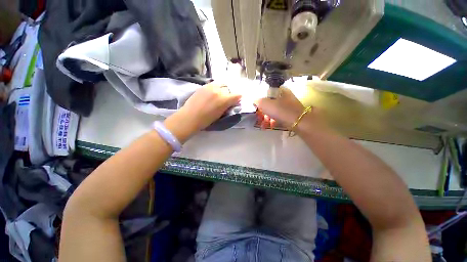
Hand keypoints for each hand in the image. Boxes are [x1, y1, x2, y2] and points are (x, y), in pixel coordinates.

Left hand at [164, 82, 240, 141]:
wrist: (190, 117)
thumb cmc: (206, 120)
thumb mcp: (220, 114)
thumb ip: (228, 106)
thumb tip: (232, 103)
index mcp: (224, 99)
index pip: (237, 95)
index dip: (238, 98)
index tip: (237, 101)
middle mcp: (218, 90)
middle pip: (229, 88)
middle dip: (230, 94)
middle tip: (227, 99)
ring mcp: (210, 87)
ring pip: (221, 84)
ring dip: (223, 89)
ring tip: (219, 95)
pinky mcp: (203, 86)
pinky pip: (213, 84)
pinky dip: (216, 88)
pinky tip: (212, 94)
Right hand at [255, 88, 304, 128]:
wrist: (298, 122)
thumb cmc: (281, 110)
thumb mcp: (266, 104)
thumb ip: (258, 101)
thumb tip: (254, 100)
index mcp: (280, 91)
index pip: (266, 94)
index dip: (260, 102)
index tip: (256, 109)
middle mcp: (284, 97)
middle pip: (269, 104)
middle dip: (263, 112)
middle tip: (259, 118)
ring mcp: (288, 106)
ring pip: (273, 111)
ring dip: (267, 118)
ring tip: (264, 125)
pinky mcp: (289, 115)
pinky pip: (278, 116)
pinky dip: (273, 121)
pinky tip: (271, 125)